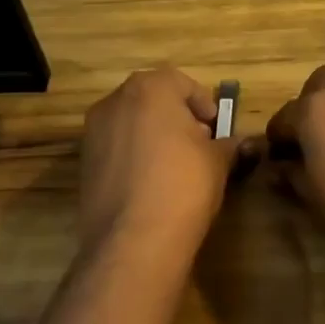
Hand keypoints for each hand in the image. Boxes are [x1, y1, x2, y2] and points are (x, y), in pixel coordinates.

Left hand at [78, 67, 244, 257]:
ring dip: (152, 135)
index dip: (203, 103)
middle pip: (152, 98)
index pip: (181, 82)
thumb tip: (241, 143)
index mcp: (149, 89)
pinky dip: (133, 156)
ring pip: (131, 122)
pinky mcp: (83, 163)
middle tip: (198, 143)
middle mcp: (115, 101)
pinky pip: (115, 148)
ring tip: (175, 166)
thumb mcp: (218, 161)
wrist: (133, 241)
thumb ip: (228, 144)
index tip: (215, 128)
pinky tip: (150, 183)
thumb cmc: (183, 184)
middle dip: (176, 116)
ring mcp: (93, 132)